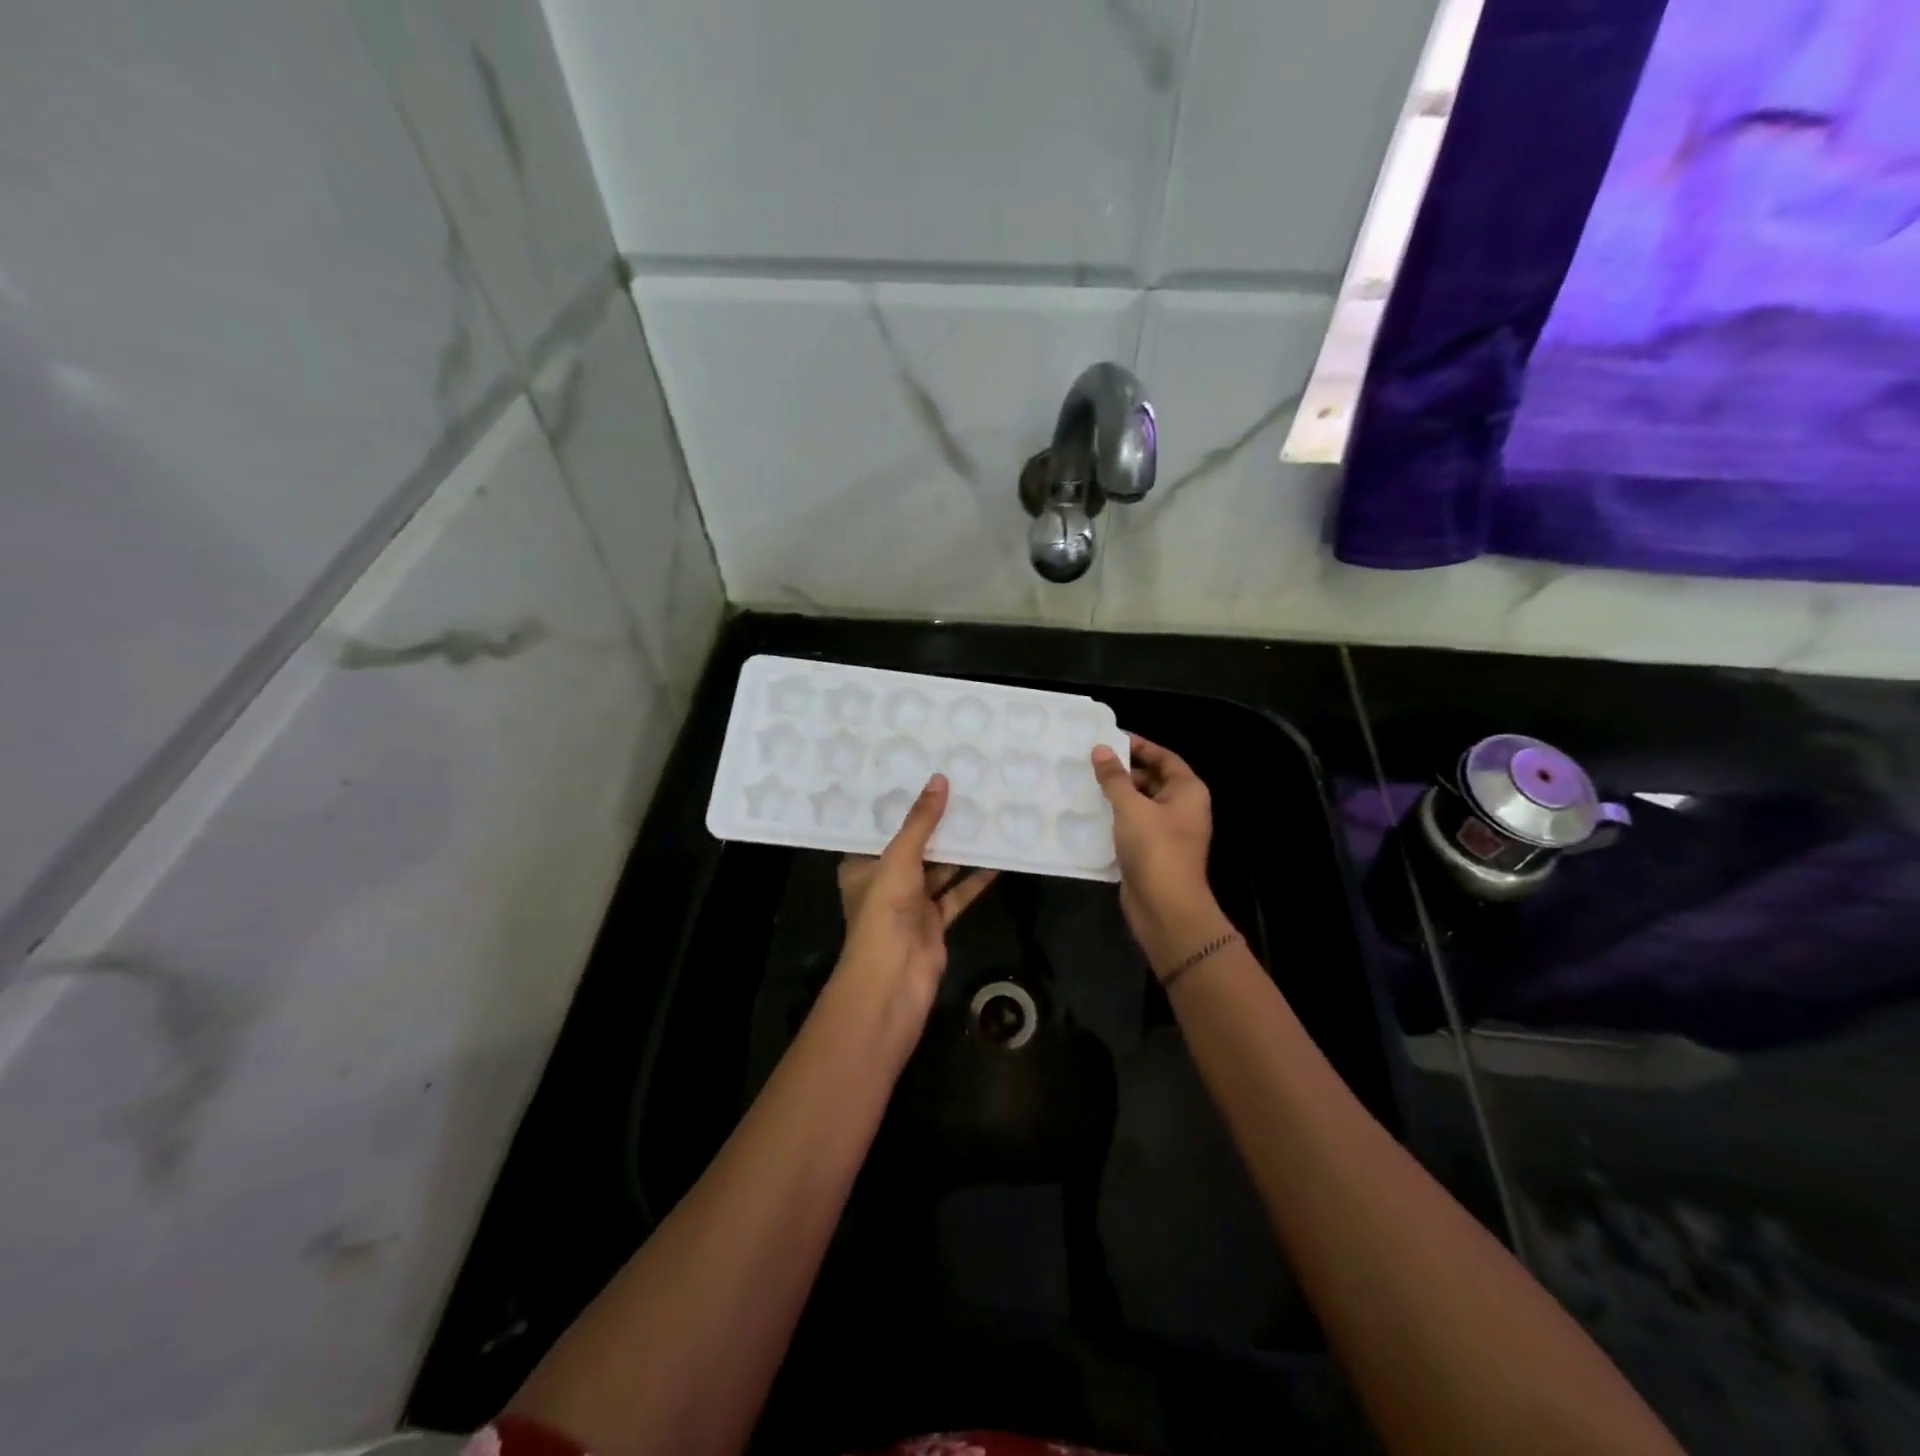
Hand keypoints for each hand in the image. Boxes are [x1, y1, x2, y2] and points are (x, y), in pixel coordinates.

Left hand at [836, 773, 996, 1021]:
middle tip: (959, 789)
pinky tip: (995, 858)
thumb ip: (921, 821)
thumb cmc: (885, 909)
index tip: (920, 777)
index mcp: (862, 866)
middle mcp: (884, 882)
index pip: (879, 829)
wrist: (895, 976)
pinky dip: (974, 879)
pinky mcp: (934, 922)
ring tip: (981, 816)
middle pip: (913, 847)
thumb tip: (939, 779)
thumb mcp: (900, 856)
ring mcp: (910, 904)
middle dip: (934, 825)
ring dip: (957, 850)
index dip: (899, 806)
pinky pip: (956, 894)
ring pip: (938, 870)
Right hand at [1092, 734, 1227, 971]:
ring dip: (1117, 796)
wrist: (1165, 907)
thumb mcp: (1131, 807)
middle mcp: (1182, 808)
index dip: (1139, 746)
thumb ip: (1114, 777)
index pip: (1164, 757)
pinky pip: (1133, 826)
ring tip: (1085, 785)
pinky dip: (1116, 819)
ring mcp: (1168, 832)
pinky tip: (1090, 814)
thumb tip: (1100, 749)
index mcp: (1187, 791)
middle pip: (1152, 779)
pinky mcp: (1152, 852)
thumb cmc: (1155, 848)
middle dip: (1124, 771)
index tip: (1109, 739)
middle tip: (1090, 763)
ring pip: (1140, 804)